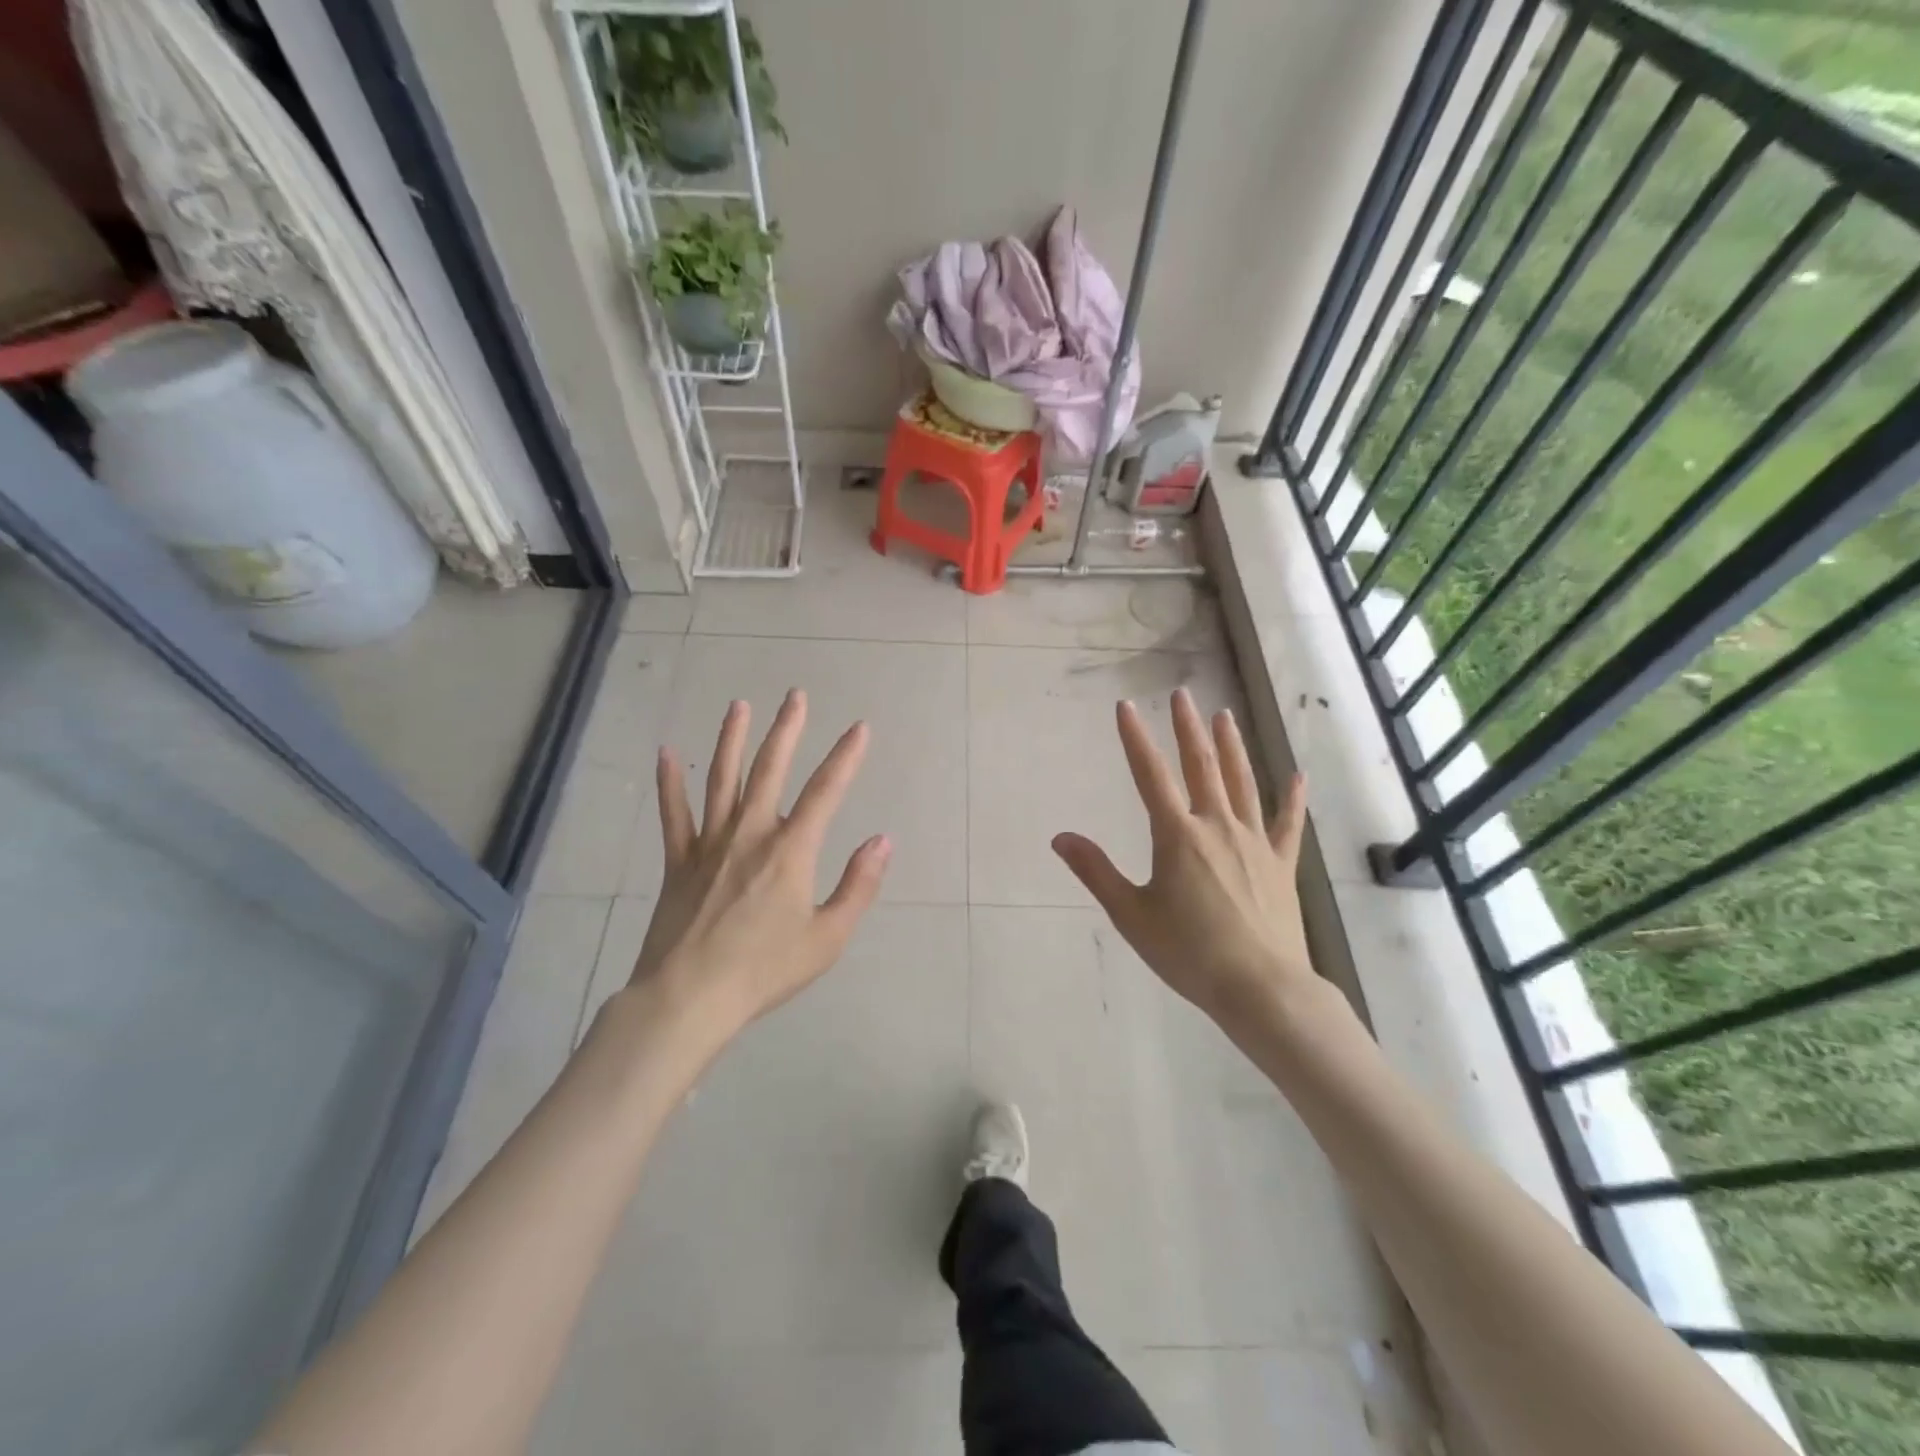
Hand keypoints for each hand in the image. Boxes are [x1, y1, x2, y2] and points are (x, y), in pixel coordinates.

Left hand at [618, 690, 890, 1049]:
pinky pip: (674, 815)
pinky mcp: (679, 862)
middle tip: (795, 696)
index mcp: (791, 851)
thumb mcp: (827, 937)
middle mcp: (750, 834)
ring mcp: (710, 844)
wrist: (689, 998)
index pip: (826, 792)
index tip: (859, 727)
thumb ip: (858, 886)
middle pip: (770, 770)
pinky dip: (670, 783)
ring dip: (732, 740)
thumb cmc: (765, 970)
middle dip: (787, 731)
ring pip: (722, 780)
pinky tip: (667, 753)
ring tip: (739, 706)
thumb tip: (882, 841)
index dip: (846, 757)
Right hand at [1052, 689, 1317, 1036]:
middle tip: (1181, 695)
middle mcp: (1217, 826)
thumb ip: (1096, 871)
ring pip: (1242, 782)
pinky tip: (1296, 775)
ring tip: (1224, 716)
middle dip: (1187, 728)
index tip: (1125, 707)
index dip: (1135, 738)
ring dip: (1231, 746)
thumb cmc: (1188, 952)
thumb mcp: (1131, 914)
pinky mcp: (1280, 863)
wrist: (1260, 987)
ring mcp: (1254, 841)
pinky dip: (1292, 798)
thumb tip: (1060, 838)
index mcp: (1177, 835)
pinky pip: (1287, 822)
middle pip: (1201, 766)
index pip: (1150, 775)